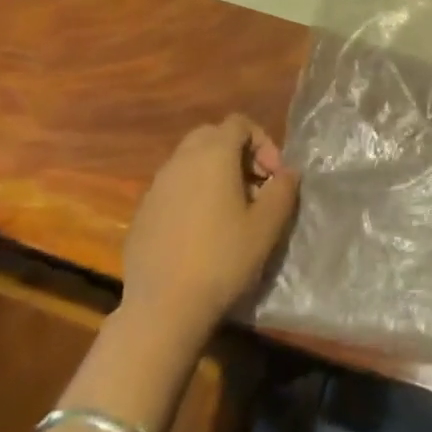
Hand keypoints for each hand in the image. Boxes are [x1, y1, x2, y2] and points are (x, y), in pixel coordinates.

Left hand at [118, 115, 300, 339]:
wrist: (163, 307)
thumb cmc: (222, 259)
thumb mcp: (267, 226)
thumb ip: (283, 190)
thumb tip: (288, 173)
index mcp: (213, 155)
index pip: (239, 123)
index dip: (263, 142)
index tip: (274, 176)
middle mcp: (181, 160)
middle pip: (212, 135)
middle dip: (237, 152)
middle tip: (254, 185)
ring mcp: (156, 186)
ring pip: (190, 161)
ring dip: (214, 172)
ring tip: (231, 209)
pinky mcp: (142, 211)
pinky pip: (173, 187)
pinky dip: (192, 193)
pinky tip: (202, 230)